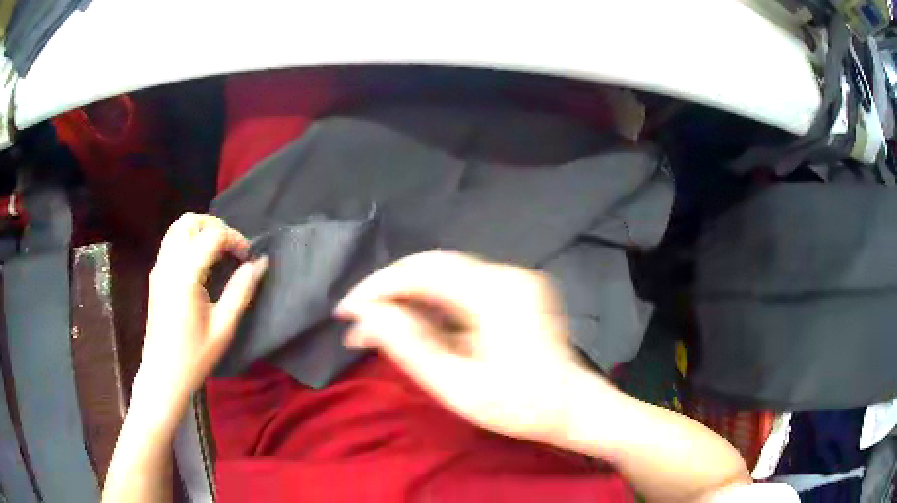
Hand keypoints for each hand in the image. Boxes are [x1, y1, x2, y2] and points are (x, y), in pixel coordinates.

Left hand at [135, 214, 267, 421]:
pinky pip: (171, 242)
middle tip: (232, 248)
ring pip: (178, 228)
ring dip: (200, 230)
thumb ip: (241, 291)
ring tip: (218, 251)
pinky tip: (201, 262)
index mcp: (185, 275)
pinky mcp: (156, 276)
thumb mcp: (223, 328)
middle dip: (216, 226)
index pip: (213, 235)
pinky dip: (189, 240)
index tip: (248, 258)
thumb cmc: (195, 356)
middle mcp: (168, 264)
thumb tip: (259, 264)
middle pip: (190, 221)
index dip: (235, 239)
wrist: (163, 375)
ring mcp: (159, 268)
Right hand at [336, 251, 612, 442]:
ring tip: (376, 324)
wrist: (572, 407)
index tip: (346, 311)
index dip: (378, 287)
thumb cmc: (519, 406)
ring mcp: (513, 278)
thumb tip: (367, 317)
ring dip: (408, 295)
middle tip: (357, 319)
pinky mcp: (514, 289)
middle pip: (432, 266)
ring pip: (445, 274)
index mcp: (496, 294)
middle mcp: (506, 274)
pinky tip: (412, 321)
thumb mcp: (457, 386)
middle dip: (389, 289)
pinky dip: (431, 301)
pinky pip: (461, 285)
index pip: (423, 272)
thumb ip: (410, 347)